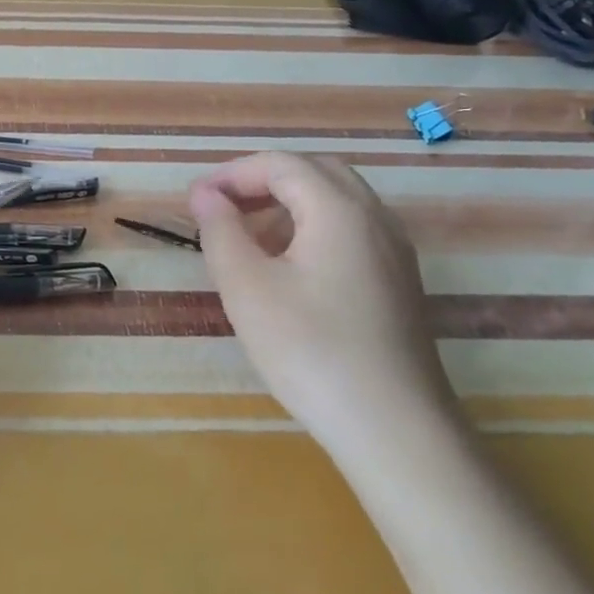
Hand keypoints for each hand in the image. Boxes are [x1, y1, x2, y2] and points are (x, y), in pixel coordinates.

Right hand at [188, 152, 454, 449]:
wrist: (395, 429)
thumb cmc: (310, 350)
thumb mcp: (247, 287)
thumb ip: (221, 231)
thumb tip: (206, 195)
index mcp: (340, 210)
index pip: (282, 164)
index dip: (232, 173)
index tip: (195, 199)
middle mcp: (375, 218)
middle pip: (315, 172)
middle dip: (262, 180)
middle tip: (222, 207)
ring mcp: (395, 251)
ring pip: (337, 200)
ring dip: (287, 202)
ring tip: (246, 234)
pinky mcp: (398, 282)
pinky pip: (351, 229)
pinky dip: (312, 227)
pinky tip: (287, 266)